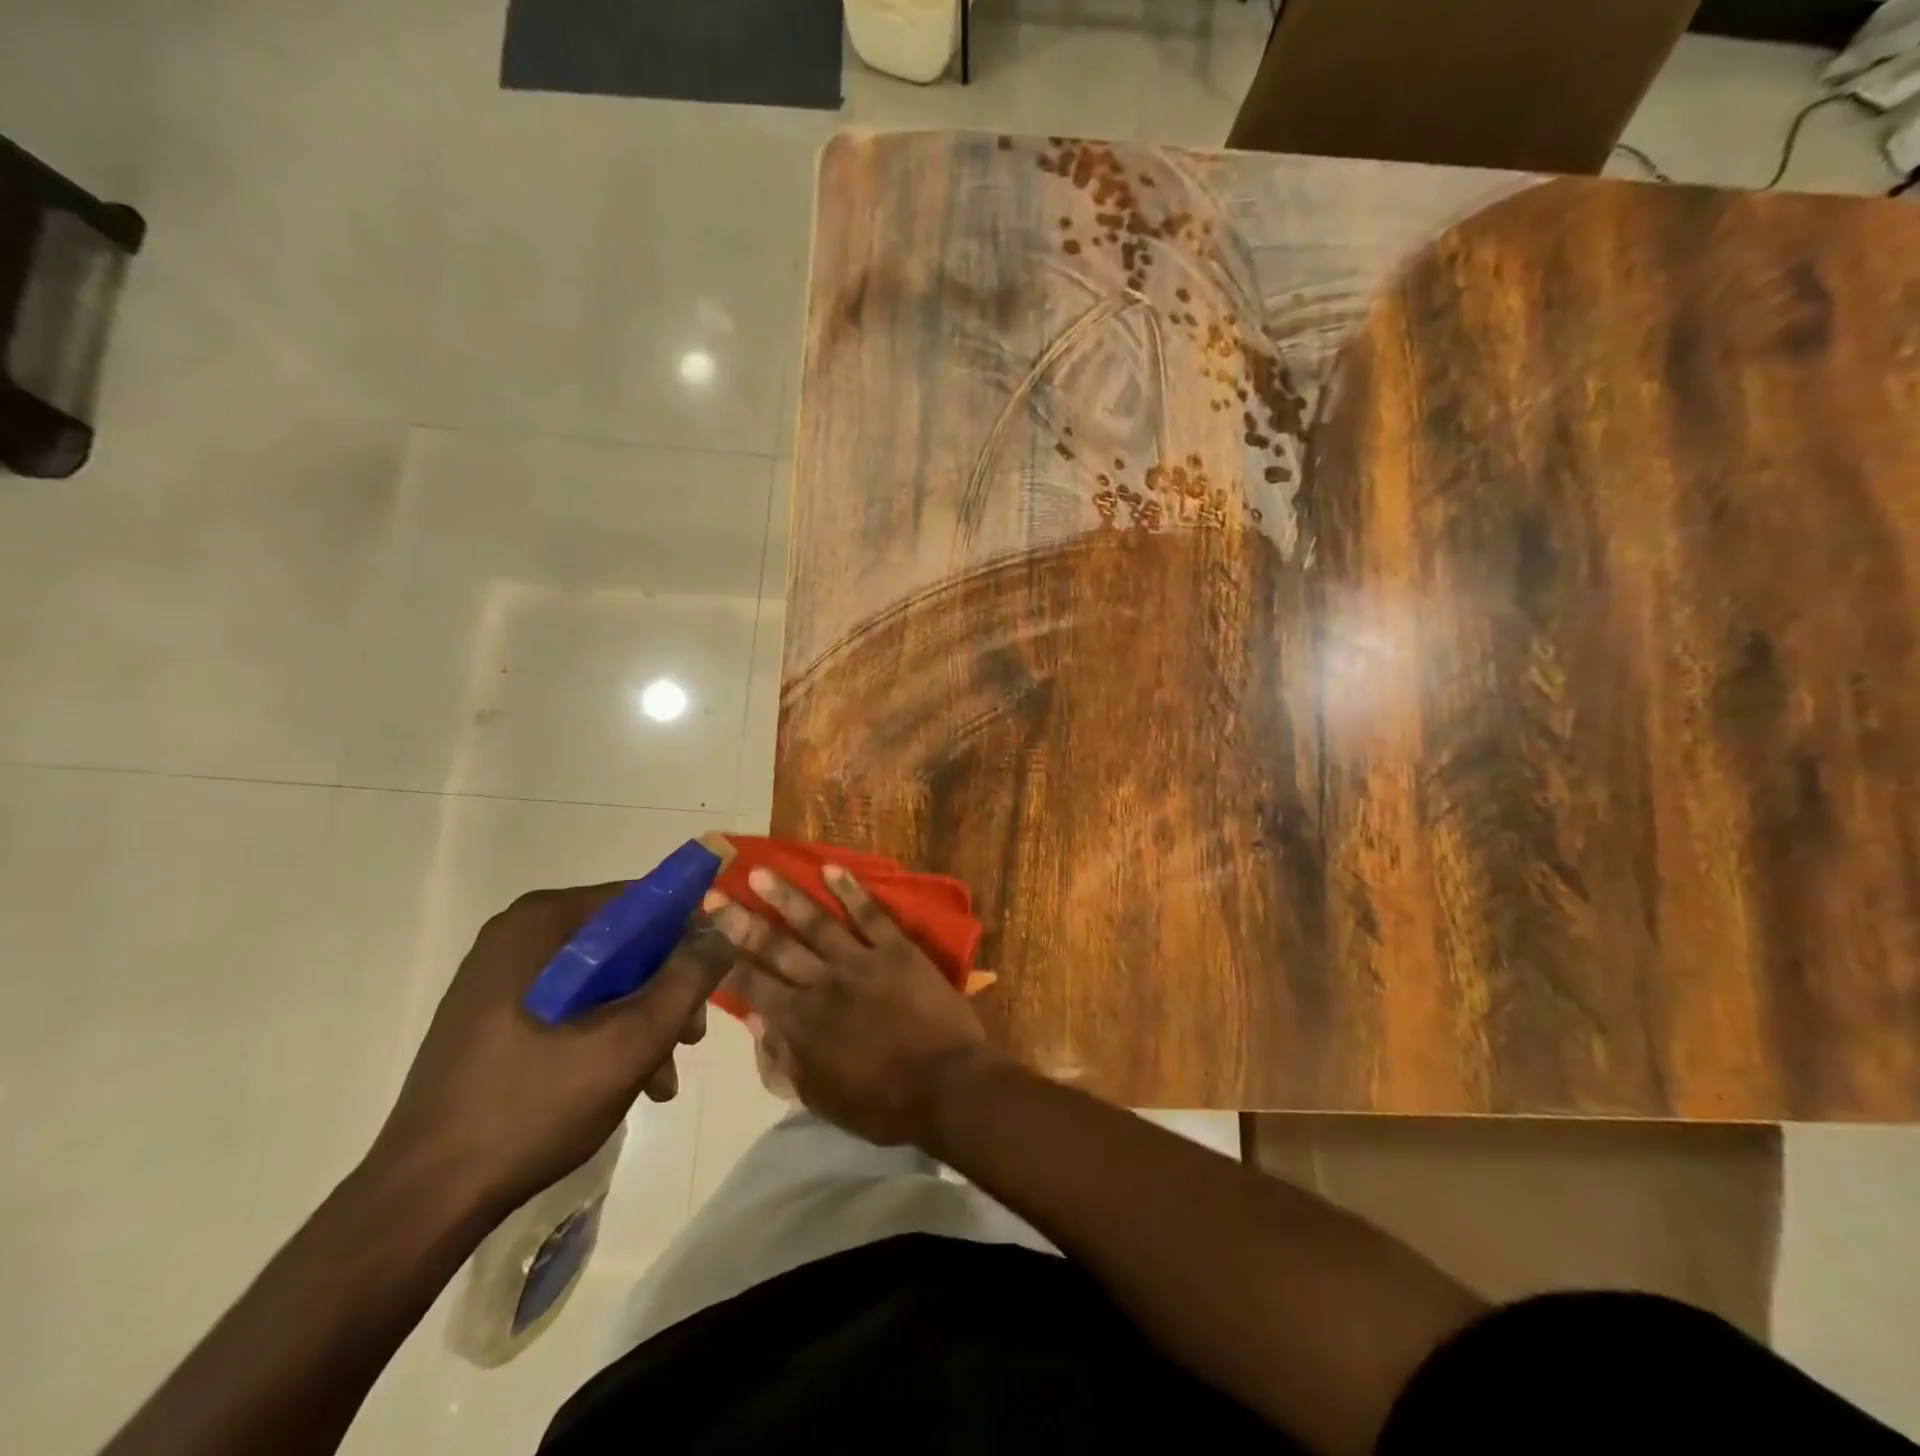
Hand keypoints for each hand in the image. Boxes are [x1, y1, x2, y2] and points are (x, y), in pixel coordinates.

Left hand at [366, 883, 730, 1219]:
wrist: (423, 1201)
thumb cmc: (533, 1106)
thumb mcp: (633, 1039)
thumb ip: (689, 975)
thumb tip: (731, 921)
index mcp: (543, 922)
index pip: (642, 900)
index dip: (689, 935)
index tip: (712, 982)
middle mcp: (520, 934)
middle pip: (625, 942)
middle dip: (666, 988)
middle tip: (690, 1037)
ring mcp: (501, 975)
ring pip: (603, 976)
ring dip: (643, 1017)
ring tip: (662, 1075)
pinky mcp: (493, 1013)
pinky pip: (572, 1002)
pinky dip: (606, 1031)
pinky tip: (628, 1081)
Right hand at [706, 865, 999, 1145]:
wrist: (944, 1085)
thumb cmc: (881, 1104)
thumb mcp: (820, 1097)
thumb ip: (784, 1059)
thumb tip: (755, 1022)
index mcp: (801, 1022)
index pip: (754, 985)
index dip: (726, 959)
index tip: (705, 935)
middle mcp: (823, 983)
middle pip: (776, 947)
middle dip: (742, 922)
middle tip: (715, 895)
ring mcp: (860, 961)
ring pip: (816, 922)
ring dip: (786, 896)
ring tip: (760, 872)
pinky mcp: (896, 949)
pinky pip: (870, 914)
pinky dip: (850, 890)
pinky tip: (831, 868)